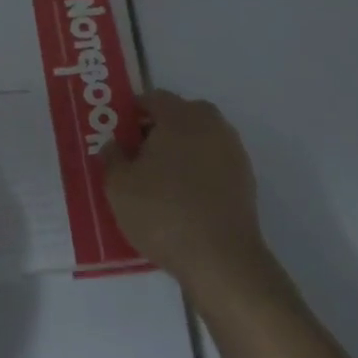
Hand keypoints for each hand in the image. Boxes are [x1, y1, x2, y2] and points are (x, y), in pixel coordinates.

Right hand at [103, 91, 270, 300]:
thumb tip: (114, 145)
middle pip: (179, 116)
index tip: (118, 134)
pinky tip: (181, 198)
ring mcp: (233, 151)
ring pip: (198, 139)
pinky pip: (212, 163)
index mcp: (181, 115)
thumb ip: (112, 158)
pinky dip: (197, 171)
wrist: (220, 259)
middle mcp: (212, 124)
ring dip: (179, 151)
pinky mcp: (245, 179)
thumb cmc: (163, 213)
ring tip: (157, 180)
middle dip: (157, 130)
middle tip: (135, 156)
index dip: (132, 113)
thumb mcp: (119, 187)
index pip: (153, 98)